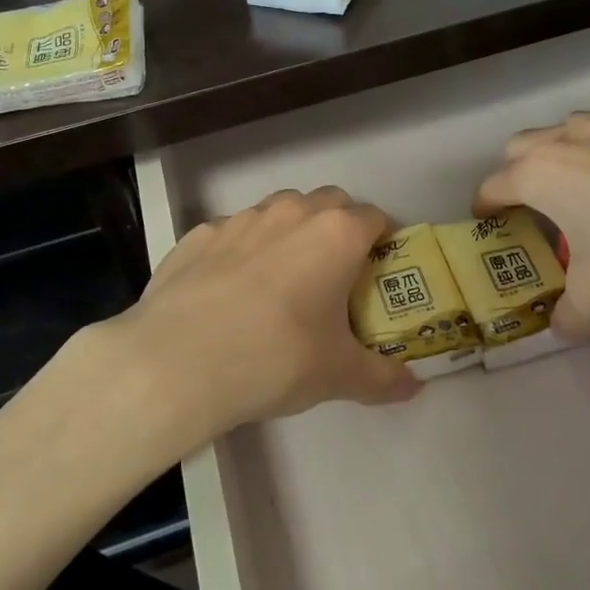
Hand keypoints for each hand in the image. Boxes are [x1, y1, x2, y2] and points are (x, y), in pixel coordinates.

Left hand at [103, 187, 420, 440]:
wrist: (176, 361)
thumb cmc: (276, 358)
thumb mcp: (337, 375)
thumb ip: (382, 377)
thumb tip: (413, 387)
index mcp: (336, 234)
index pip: (375, 217)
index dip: (384, 239)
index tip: (380, 268)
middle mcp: (291, 213)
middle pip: (330, 202)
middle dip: (339, 226)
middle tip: (336, 272)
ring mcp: (240, 219)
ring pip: (279, 210)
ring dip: (290, 232)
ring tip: (282, 279)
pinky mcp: (198, 234)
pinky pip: (233, 233)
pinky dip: (242, 250)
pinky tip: (229, 291)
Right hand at [475, 111, 589, 336]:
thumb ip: (570, 315)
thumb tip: (562, 326)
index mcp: (543, 173)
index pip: (495, 184)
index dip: (486, 204)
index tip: (486, 219)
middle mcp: (575, 136)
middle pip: (526, 144)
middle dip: (521, 170)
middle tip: (537, 203)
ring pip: (579, 128)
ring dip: (573, 153)